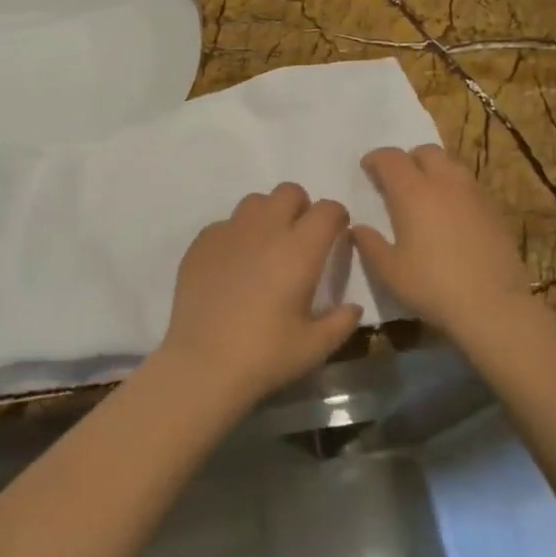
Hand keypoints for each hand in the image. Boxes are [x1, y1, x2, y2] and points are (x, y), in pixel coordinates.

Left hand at [155, 183, 361, 411]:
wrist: (202, 364)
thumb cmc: (265, 355)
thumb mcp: (315, 347)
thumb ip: (341, 322)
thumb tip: (353, 307)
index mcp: (300, 249)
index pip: (327, 210)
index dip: (336, 217)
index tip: (336, 235)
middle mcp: (266, 229)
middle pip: (289, 192)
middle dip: (301, 207)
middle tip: (299, 239)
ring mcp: (230, 231)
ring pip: (255, 202)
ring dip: (267, 215)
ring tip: (265, 247)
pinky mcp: (202, 242)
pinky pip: (226, 224)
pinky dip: (236, 235)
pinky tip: (233, 266)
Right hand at [354, 145, 531, 340]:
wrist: (493, 305)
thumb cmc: (433, 286)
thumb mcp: (389, 271)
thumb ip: (370, 245)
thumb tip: (358, 228)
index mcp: (412, 191)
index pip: (390, 158)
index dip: (375, 159)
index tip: (367, 169)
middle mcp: (444, 182)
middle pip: (425, 151)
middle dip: (407, 159)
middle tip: (397, 180)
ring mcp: (473, 193)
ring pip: (451, 164)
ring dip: (434, 169)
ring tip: (426, 193)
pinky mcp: (493, 209)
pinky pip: (468, 185)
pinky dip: (454, 188)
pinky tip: (451, 214)